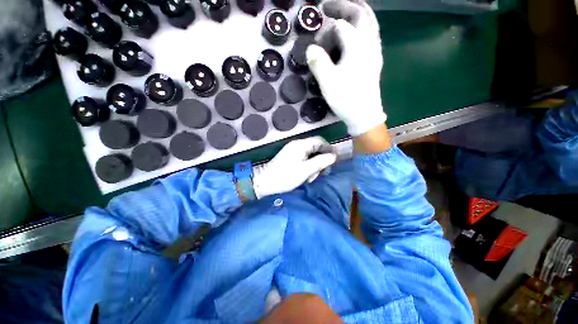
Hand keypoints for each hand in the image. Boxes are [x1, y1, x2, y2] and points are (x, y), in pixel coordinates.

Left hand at [252, 137, 336, 198]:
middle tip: (322, 173)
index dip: (329, 149)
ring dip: (314, 166)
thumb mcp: (306, 170)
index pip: (320, 141)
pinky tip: (306, 177)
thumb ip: (321, 162)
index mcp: (301, 145)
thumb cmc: (286, 176)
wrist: (265, 182)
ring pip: (310, 156)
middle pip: (316, 149)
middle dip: (321, 161)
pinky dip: (308, 167)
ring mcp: (293, 151)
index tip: (335, 160)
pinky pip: (304, 160)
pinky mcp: (290, 158)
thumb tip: (334, 156)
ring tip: (310, 178)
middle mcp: (297, 145)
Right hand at [306, 0, 385, 135]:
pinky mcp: (375, 61)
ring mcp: (374, 52)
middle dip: (344, 6)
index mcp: (357, 45)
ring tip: (347, 8)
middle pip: (360, 14)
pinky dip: (365, 26)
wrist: (364, 115)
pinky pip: (372, 34)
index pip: (340, 26)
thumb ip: (318, 62)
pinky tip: (358, 31)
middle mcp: (369, 43)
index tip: (316, 46)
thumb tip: (310, 49)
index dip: (325, 33)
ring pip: (370, 22)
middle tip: (328, 5)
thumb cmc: (346, 98)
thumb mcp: (328, 82)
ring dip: (358, 12)